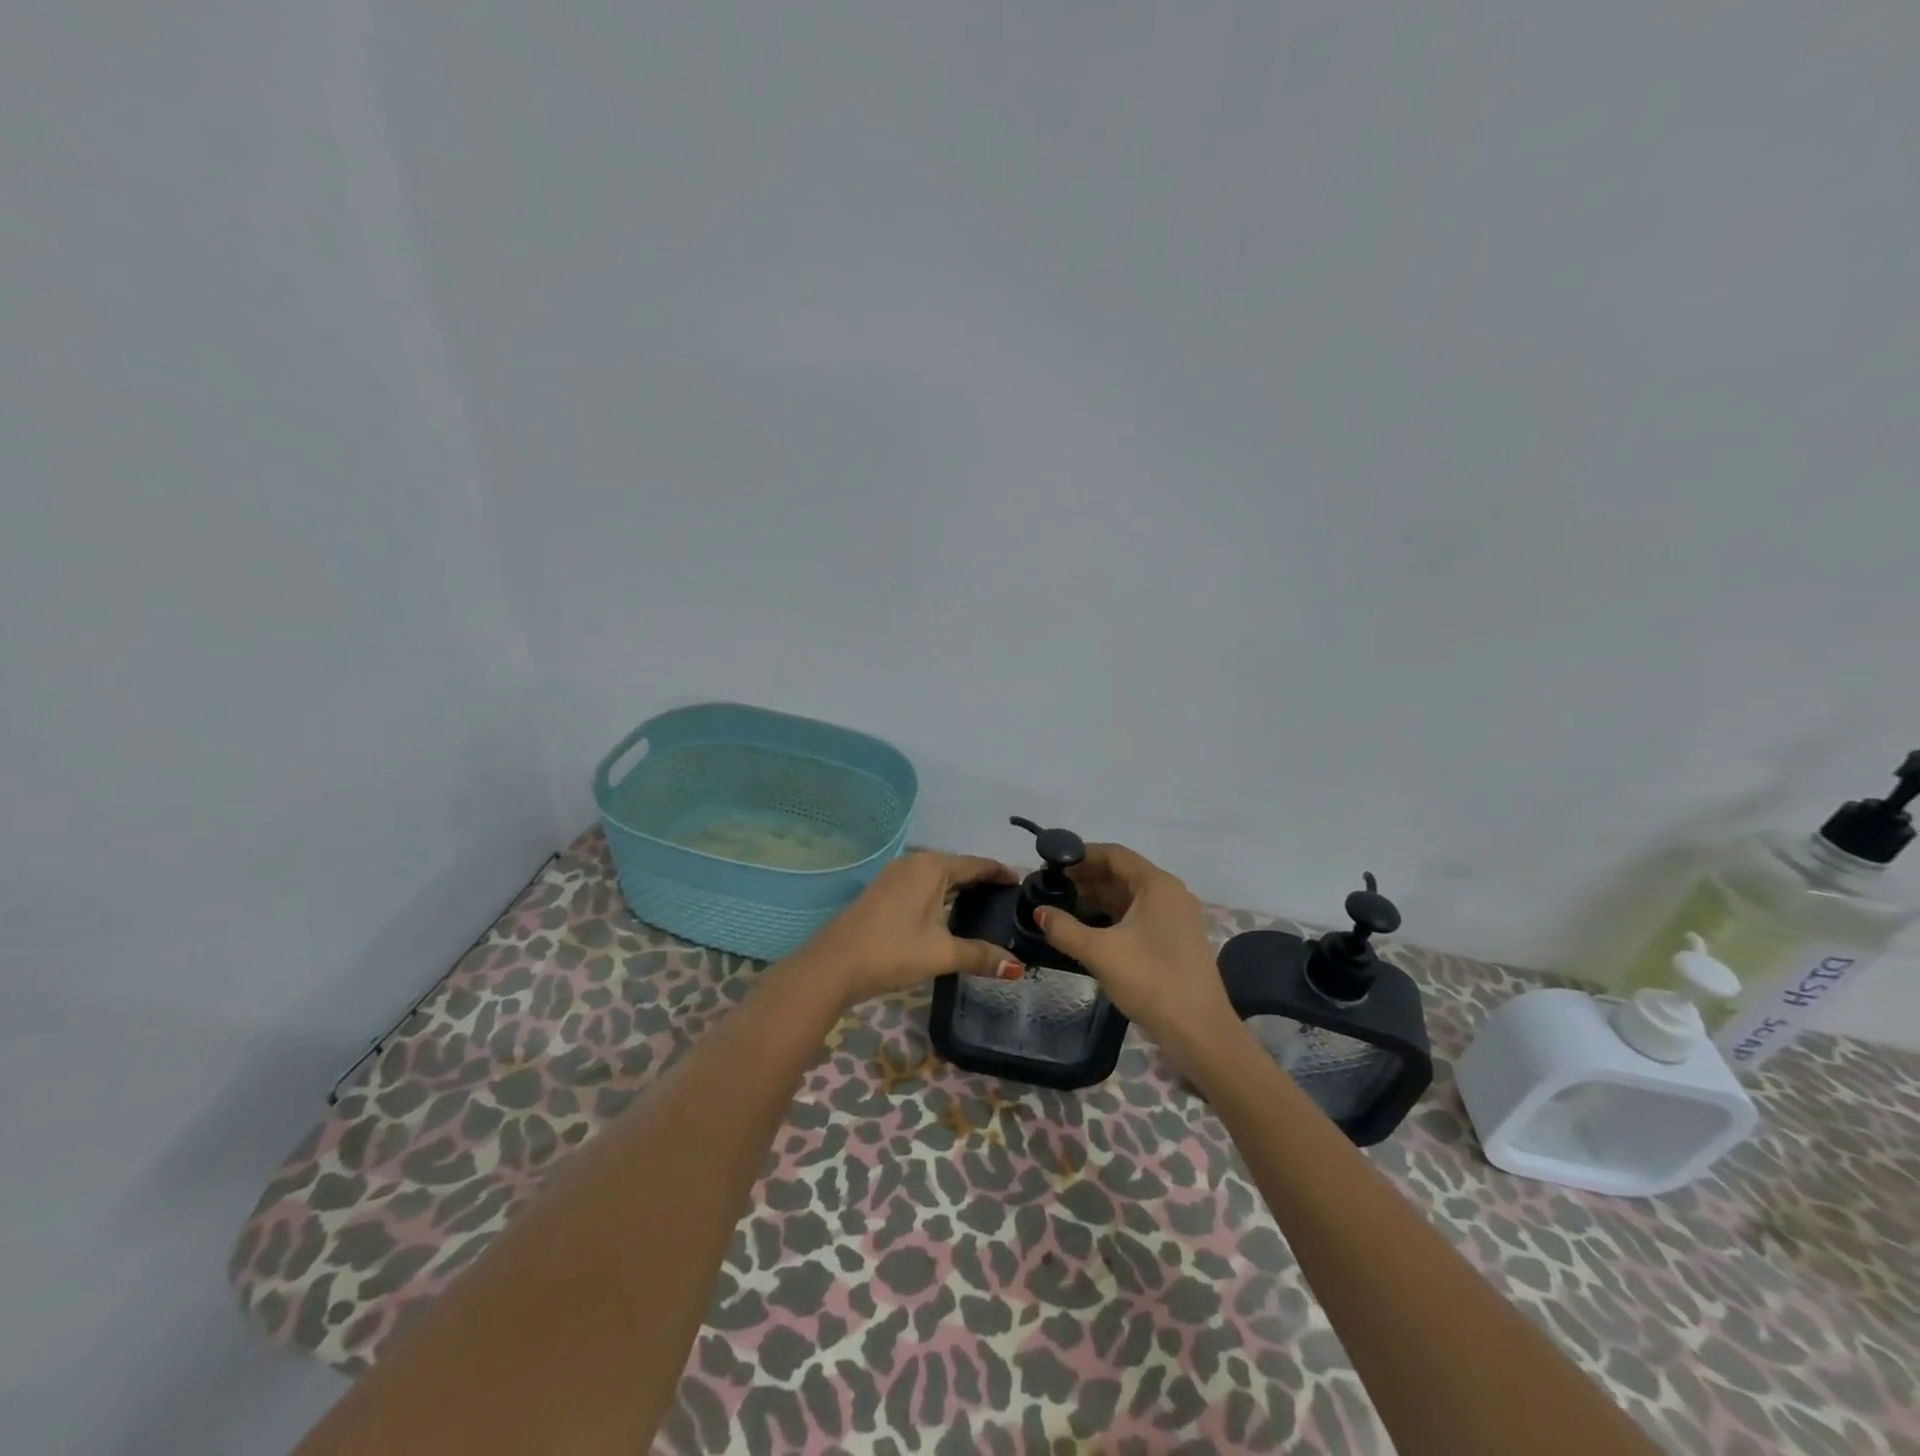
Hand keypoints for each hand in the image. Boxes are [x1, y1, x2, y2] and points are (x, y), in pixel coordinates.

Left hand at [802, 851, 1022, 1006]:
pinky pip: (922, 886)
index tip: (1023, 883)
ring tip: (986, 907)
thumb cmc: (892, 951)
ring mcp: (895, 876)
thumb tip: (1017, 968)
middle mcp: (914, 863)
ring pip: (938, 878)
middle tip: (1009, 899)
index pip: (977, 864)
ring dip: (960, 889)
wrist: (833, 965)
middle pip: (958, 868)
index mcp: (932, 867)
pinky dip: (941, 896)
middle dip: (983, 881)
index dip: (1001, 873)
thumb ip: (981, 956)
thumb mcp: (941, 953)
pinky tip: (949, 915)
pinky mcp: (883, 892)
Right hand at [1033, 842, 1240, 1061]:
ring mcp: (1175, 918)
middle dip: (1086, 877)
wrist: (1200, 1032)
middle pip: (1122, 873)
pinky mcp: (1175, 941)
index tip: (1051, 863)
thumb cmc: (1151, 981)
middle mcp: (1170, 894)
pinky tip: (1088, 929)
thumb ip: (1064, 929)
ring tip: (1062, 906)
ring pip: (1130, 896)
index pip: (1114, 854)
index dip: (1081, 855)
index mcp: (1157, 885)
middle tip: (1051, 886)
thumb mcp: (1100, 953)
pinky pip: (1138, 916)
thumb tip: (1039, 912)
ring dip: (1098, 898)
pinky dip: (1112, 916)